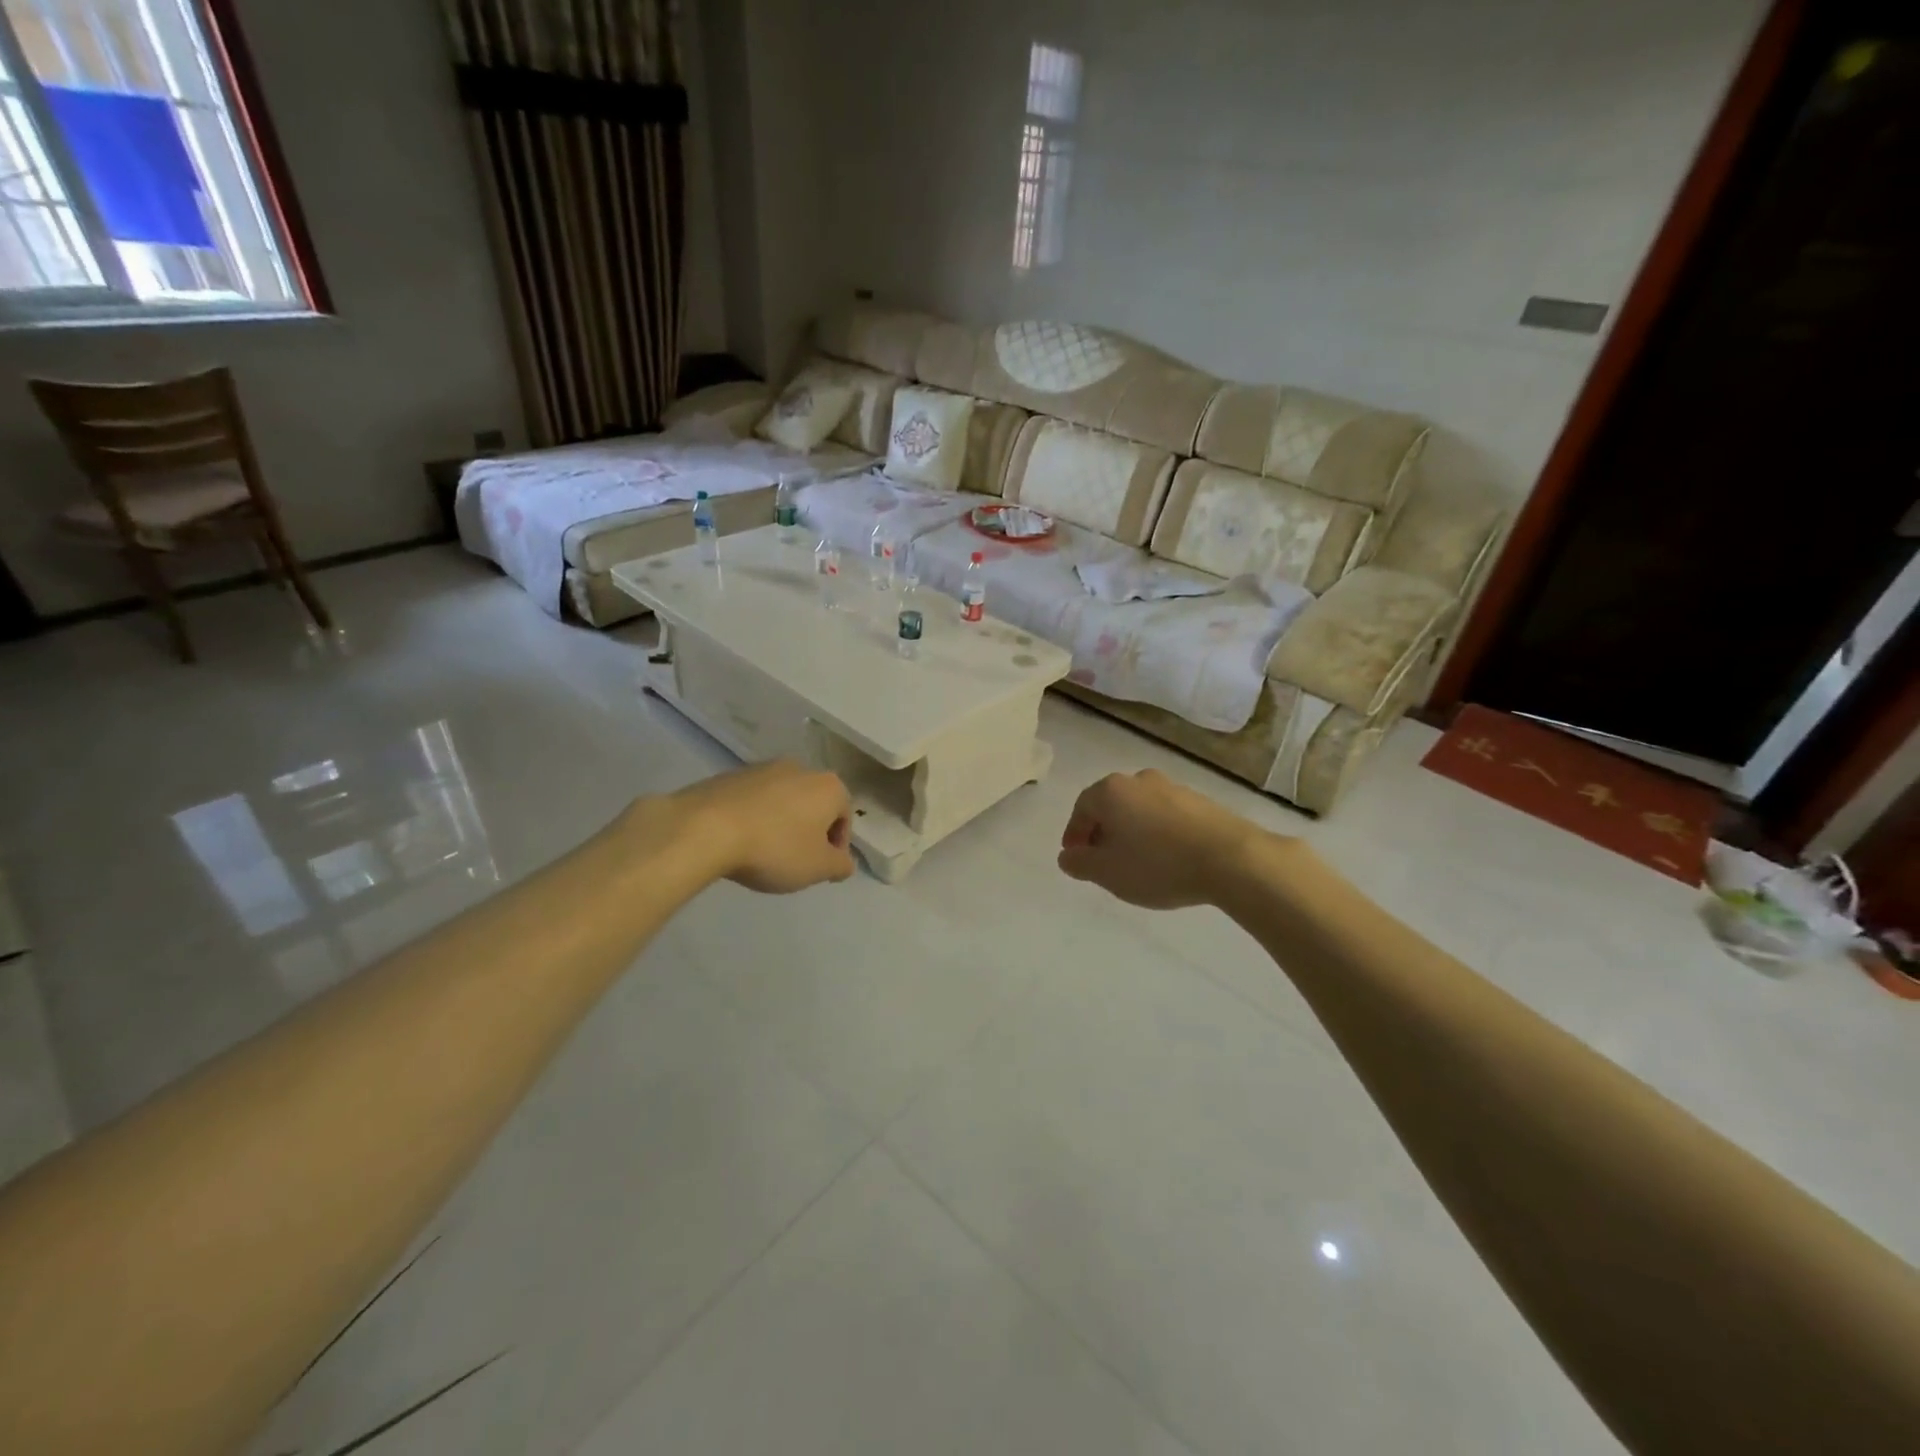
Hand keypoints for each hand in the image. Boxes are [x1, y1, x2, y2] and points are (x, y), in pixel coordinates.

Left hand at [672, 761, 855, 893]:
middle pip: (814, 805)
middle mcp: (801, 768)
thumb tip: (844, 862)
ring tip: (764, 853)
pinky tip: (740, 841)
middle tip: (794, 862)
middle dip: (809, 832)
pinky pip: (754, 800)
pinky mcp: (731, 774)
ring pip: (784, 800)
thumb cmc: (775, 848)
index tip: (820, 870)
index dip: (836, 847)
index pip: (844, 818)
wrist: (706, 828)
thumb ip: (840, 866)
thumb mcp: (818, 868)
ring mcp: (763, 768)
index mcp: (828, 786)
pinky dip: (754, 818)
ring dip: (781, 824)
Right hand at [1058, 769, 1280, 909]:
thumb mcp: (1107, 873)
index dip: (1074, 834)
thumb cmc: (1158, 864)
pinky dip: (1158, 833)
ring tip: (1136, 862)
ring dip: (1132, 831)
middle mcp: (1140, 780)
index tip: (1076, 857)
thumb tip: (1067, 856)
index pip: (1081, 808)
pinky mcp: (1200, 801)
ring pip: (1140, 809)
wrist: (1231, 859)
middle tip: (1103, 860)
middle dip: (1102, 831)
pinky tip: (1166, 858)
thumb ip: (1080, 863)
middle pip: (1111, 805)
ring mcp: (1173, 787)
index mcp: (1111, 791)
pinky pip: (1166, 816)